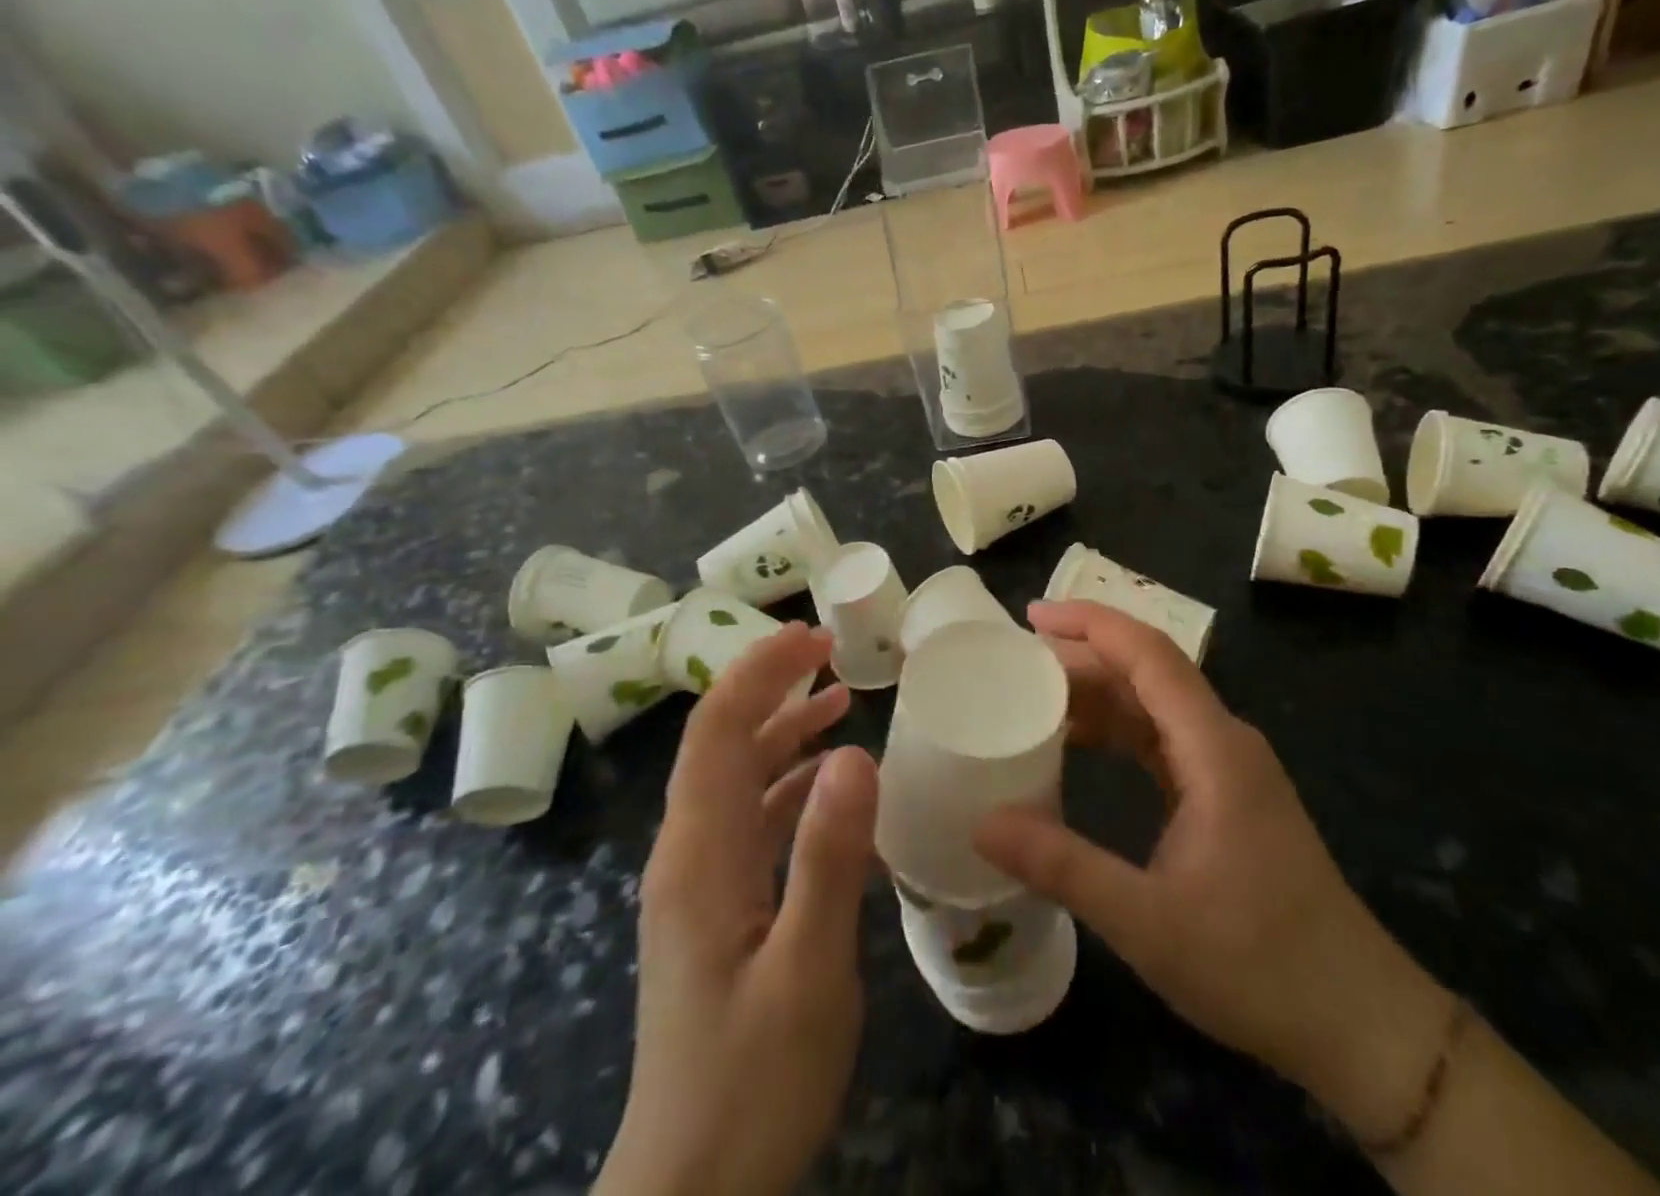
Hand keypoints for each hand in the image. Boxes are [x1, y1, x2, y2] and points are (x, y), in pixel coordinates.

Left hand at [602, 624, 877, 1195]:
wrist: (691, 1192)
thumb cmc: (752, 1082)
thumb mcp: (809, 969)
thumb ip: (829, 856)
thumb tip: (853, 751)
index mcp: (699, 854)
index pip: (717, 730)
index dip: (759, 672)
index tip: (811, 637)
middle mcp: (688, 854)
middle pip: (722, 743)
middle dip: (770, 686)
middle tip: (830, 650)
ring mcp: (699, 882)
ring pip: (736, 779)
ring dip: (781, 731)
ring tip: (837, 700)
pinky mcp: (715, 908)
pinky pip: (749, 821)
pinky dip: (787, 785)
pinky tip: (828, 786)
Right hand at [980, 603, 1453, 1131]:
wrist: (1358, 1021)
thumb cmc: (1258, 963)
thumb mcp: (1146, 920)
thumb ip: (1061, 866)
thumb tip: (981, 822)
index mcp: (1212, 747)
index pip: (1148, 653)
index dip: (1089, 622)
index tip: (1031, 616)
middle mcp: (1223, 740)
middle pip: (1148, 672)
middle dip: (1082, 658)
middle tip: (1015, 665)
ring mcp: (1229, 768)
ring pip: (1154, 706)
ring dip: (1098, 696)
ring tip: (1033, 701)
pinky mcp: (1228, 795)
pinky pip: (1162, 741)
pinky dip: (1117, 733)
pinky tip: (1080, 749)